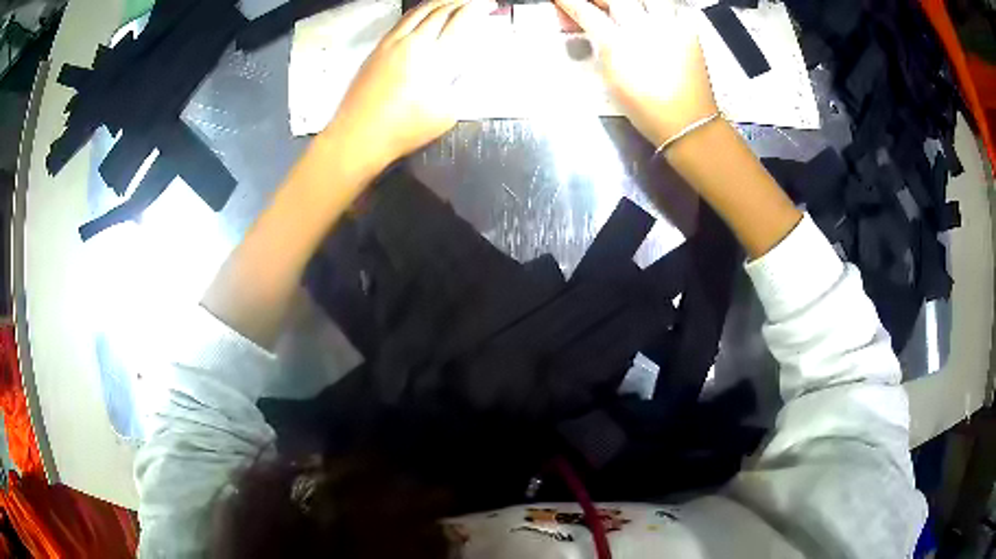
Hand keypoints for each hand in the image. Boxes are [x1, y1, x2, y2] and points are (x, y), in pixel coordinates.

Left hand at [323, 0, 495, 176]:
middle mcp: (413, 42)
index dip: (478, 8)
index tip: (489, 5)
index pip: (461, 20)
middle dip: (461, 2)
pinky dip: (419, 12)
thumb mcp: (446, 113)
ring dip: (439, 2)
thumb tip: (462, 69)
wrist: (358, 135)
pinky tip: (423, 16)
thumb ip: (458, 86)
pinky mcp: (376, 49)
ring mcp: (391, 43)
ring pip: (419, 10)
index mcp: (434, 57)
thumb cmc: (403, 129)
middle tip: (473, 3)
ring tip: (452, 3)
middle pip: (440, 10)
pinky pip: (402, 21)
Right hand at [554, 0, 717, 146]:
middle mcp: (644, 30)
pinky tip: (655, 15)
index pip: (586, 12)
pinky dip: (662, 7)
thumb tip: (592, 28)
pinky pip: (675, 7)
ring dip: (633, 1)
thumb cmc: (647, 108)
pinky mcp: (689, 32)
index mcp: (619, 46)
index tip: (561, 0)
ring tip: (627, 8)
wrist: (689, 123)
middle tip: (593, 4)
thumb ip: (601, 47)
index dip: (569, 2)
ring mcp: (670, 28)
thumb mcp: (612, 79)